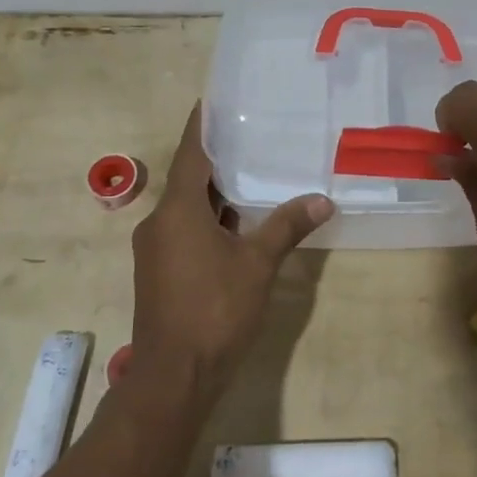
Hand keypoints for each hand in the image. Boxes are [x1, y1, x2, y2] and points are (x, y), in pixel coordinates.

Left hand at [128, 104, 333, 399]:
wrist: (173, 377)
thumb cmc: (214, 311)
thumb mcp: (257, 264)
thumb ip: (286, 227)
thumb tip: (322, 200)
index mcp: (178, 210)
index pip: (190, 152)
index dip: (201, 124)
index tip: (214, 99)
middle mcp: (159, 222)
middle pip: (188, 178)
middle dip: (217, 158)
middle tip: (251, 135)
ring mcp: (155, 248)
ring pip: (187, 207)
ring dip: (215, 193)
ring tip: (252, 173)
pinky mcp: (158, 271)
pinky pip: (184, 229)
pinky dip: (208, 219)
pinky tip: (237, 222)